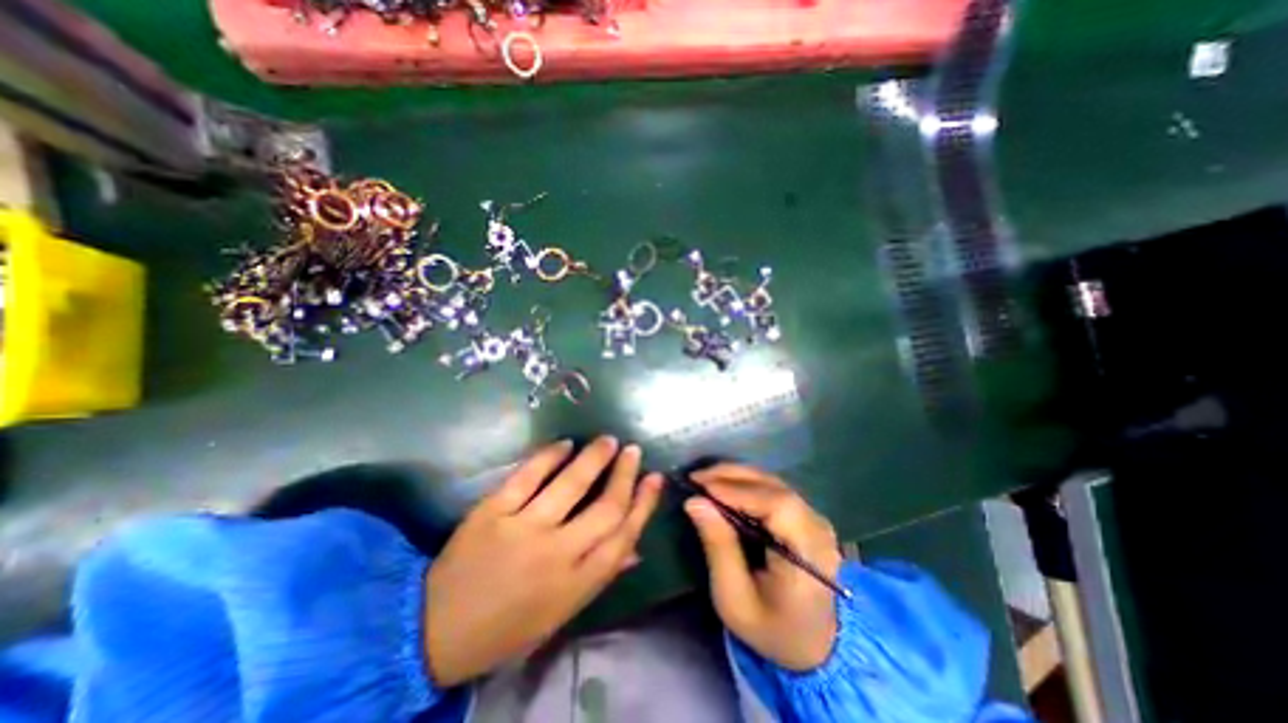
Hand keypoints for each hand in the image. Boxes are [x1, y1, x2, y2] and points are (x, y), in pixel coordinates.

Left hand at [425, 438, 663, 686]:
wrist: (435, 630)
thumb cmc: (507, 626)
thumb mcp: (560, 613)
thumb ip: (600, 577)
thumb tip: (636, 548)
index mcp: (575, 584)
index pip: (622, 536)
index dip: (644, 503)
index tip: (654, 478)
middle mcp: (555, 555)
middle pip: (605, 508)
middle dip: (625, 475)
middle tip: (633, 450)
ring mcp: (523, 529)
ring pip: (570, 485)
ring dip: (594, 457)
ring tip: (608, 440)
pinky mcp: (492, 512)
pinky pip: (528, 476)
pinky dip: (549, 455)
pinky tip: (565, 444)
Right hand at [683, 463, 847, 671]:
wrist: (811, 644)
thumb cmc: (771, 628)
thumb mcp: (735, 598)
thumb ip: (718, 547)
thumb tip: (695, 501)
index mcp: (809, 554)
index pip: (776, 505)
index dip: (737, 490)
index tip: (700, 486)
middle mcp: (817, 527)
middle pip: (774, 486)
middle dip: (732, 476)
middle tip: (696, 477)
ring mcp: (814, 518)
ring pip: (773, 482)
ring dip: (737, 476)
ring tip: (705, 479)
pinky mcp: (806, 515)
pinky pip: (773, 489)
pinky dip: (746, 483)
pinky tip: (724, 487)